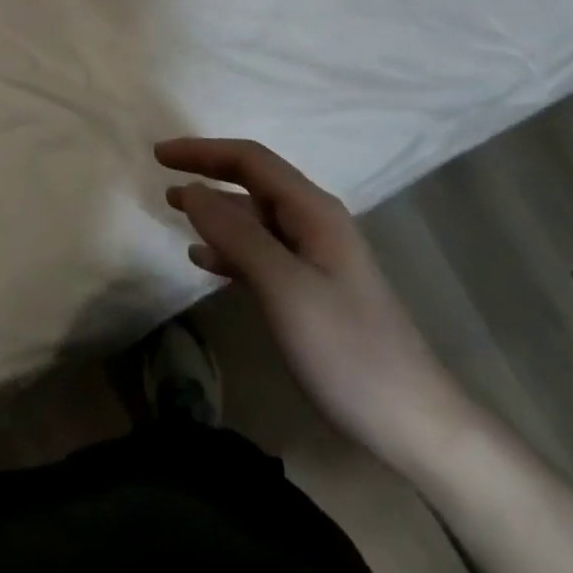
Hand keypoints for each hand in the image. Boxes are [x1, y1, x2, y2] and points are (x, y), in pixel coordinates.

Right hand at [156, 138, 459, 467]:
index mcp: (313, 209)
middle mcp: (315, 221)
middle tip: (163, 179)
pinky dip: (231, 249)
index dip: (203, 151)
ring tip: (175, 213)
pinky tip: (206, 261)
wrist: (413, 421)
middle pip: (254, 182)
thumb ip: (237, 235)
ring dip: (216, 212)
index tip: (160, 155)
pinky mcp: (314, 288)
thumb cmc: (347, 349)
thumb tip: (192, 190)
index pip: (250, 160)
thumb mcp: (284, 288)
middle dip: (208, 174)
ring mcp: (316, 255)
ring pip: (256, 218)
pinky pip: (263, 252)